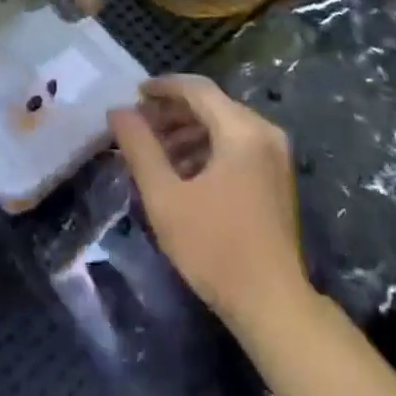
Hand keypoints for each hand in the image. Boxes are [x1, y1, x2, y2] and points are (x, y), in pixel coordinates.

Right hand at [109, 75, 307, 326]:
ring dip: (188, 132)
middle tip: (140, 126)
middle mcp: (264, 131)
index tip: (134, 94)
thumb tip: (118, 111)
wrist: (274, 308)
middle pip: (212, 105)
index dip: (163, 87)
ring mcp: (275, 155)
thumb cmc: (216, 249)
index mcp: (242, 129)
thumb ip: (140, 148)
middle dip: (173, 112)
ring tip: (156, 151)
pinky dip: (208, 148)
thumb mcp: (166, 198)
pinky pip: (237, 145)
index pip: (197, 89)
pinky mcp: (277, 177)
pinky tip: (184, 172)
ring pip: (224, 125)